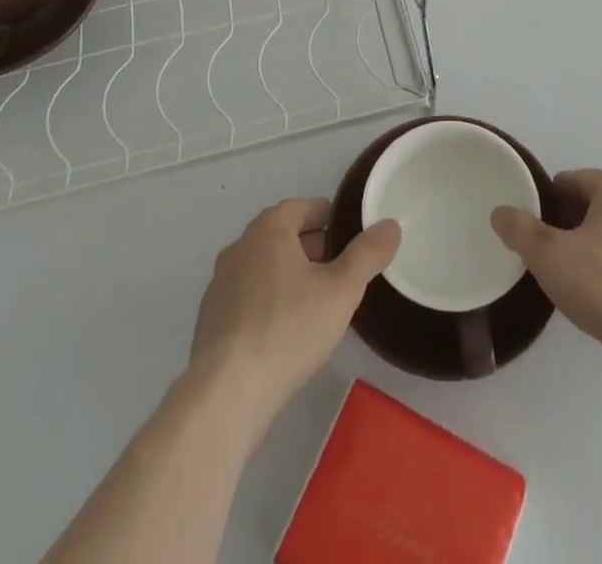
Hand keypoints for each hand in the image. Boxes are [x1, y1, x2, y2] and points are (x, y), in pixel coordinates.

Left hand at [189, 199, 399, 421]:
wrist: (227, 392)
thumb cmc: (289, 328)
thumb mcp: (341, 290)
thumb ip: (368, 254)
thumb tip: (390, 225)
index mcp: (269, 229)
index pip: (304, 207)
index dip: (331, 219)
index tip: (351, 239)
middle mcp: (240, 247)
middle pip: (283, 236)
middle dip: (313, 248)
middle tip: (341, 272)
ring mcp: (220, 284)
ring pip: (265, 268)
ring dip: (290, 277)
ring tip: (317, 304)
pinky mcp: (210, 320)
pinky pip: (248, 298)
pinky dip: (268, 303)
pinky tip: (286, 334)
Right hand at [491, 169, 601, 363]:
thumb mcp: (548, 255)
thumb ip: (520, 229)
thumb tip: (500, 213)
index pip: (572, 181)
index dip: (546, 201)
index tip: (531, 227)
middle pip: (594, 205)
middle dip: (569, 224)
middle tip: (546, 252)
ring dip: (592, 247)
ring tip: (570, 276)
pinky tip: (600, 296)